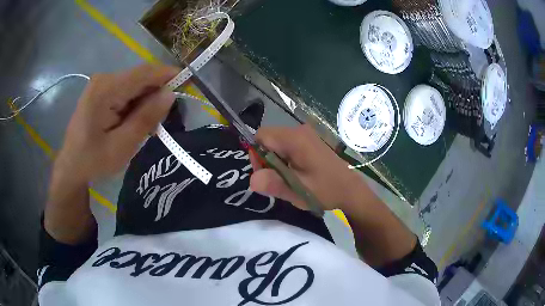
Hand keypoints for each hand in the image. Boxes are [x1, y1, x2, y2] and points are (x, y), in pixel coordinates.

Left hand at [55, 64, 178, 182]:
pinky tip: (133, 122)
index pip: (145, 73)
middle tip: (165, 119)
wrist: (71, 167)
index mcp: (106, 89)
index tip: (188, 85)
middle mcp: (104, 79)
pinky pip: (126, 91)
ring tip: (148, 126)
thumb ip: (146, 118)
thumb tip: (170, 94)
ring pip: (134, 85)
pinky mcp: (101, 91)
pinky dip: (135, 104)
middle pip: (140, 78)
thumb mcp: (122, 146)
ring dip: (145, 101)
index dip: (169, 75)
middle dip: (156, 93)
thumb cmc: (93, 161)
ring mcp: (101, 84)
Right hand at [249, 125, 365, 210]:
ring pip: (277, 143)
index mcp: (295, 139)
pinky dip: (285, 160)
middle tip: (277, 180)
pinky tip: (296, 174)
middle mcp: (299, 131)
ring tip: (288, 178)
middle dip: (266, 159)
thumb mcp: (298, 191)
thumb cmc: (326, 190)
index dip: (256, 154)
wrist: (350, 190)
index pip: (261, 136)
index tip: (265, 174)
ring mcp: (306, 135)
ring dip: (276, 161)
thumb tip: (251, 180)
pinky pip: (287, 146)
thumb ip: (274, 184)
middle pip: (268, 139)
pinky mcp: (310, 141)